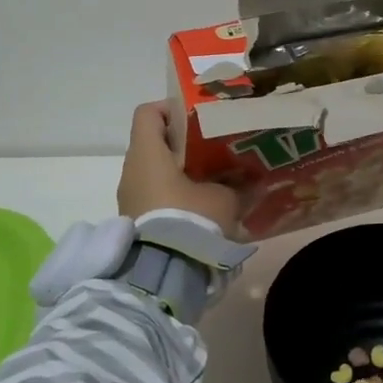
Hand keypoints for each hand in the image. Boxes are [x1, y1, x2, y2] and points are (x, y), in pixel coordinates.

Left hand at [116, 101, 240, 235]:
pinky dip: (172, 194)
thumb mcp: (223, 199)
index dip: (171, 108)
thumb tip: (253, 180)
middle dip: (182, 143)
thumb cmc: (189, 219)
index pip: (148, 113)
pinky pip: (153, 195)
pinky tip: (199, 206)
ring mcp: (129, 197)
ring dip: (178, 171)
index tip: (197, 118)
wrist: (161, 274)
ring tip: (211, 179)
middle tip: (213, 149)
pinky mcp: (134, 221)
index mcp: (147, 153)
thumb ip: (236, 184)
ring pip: (153, 171)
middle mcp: (131, 170)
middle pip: (153, 142)